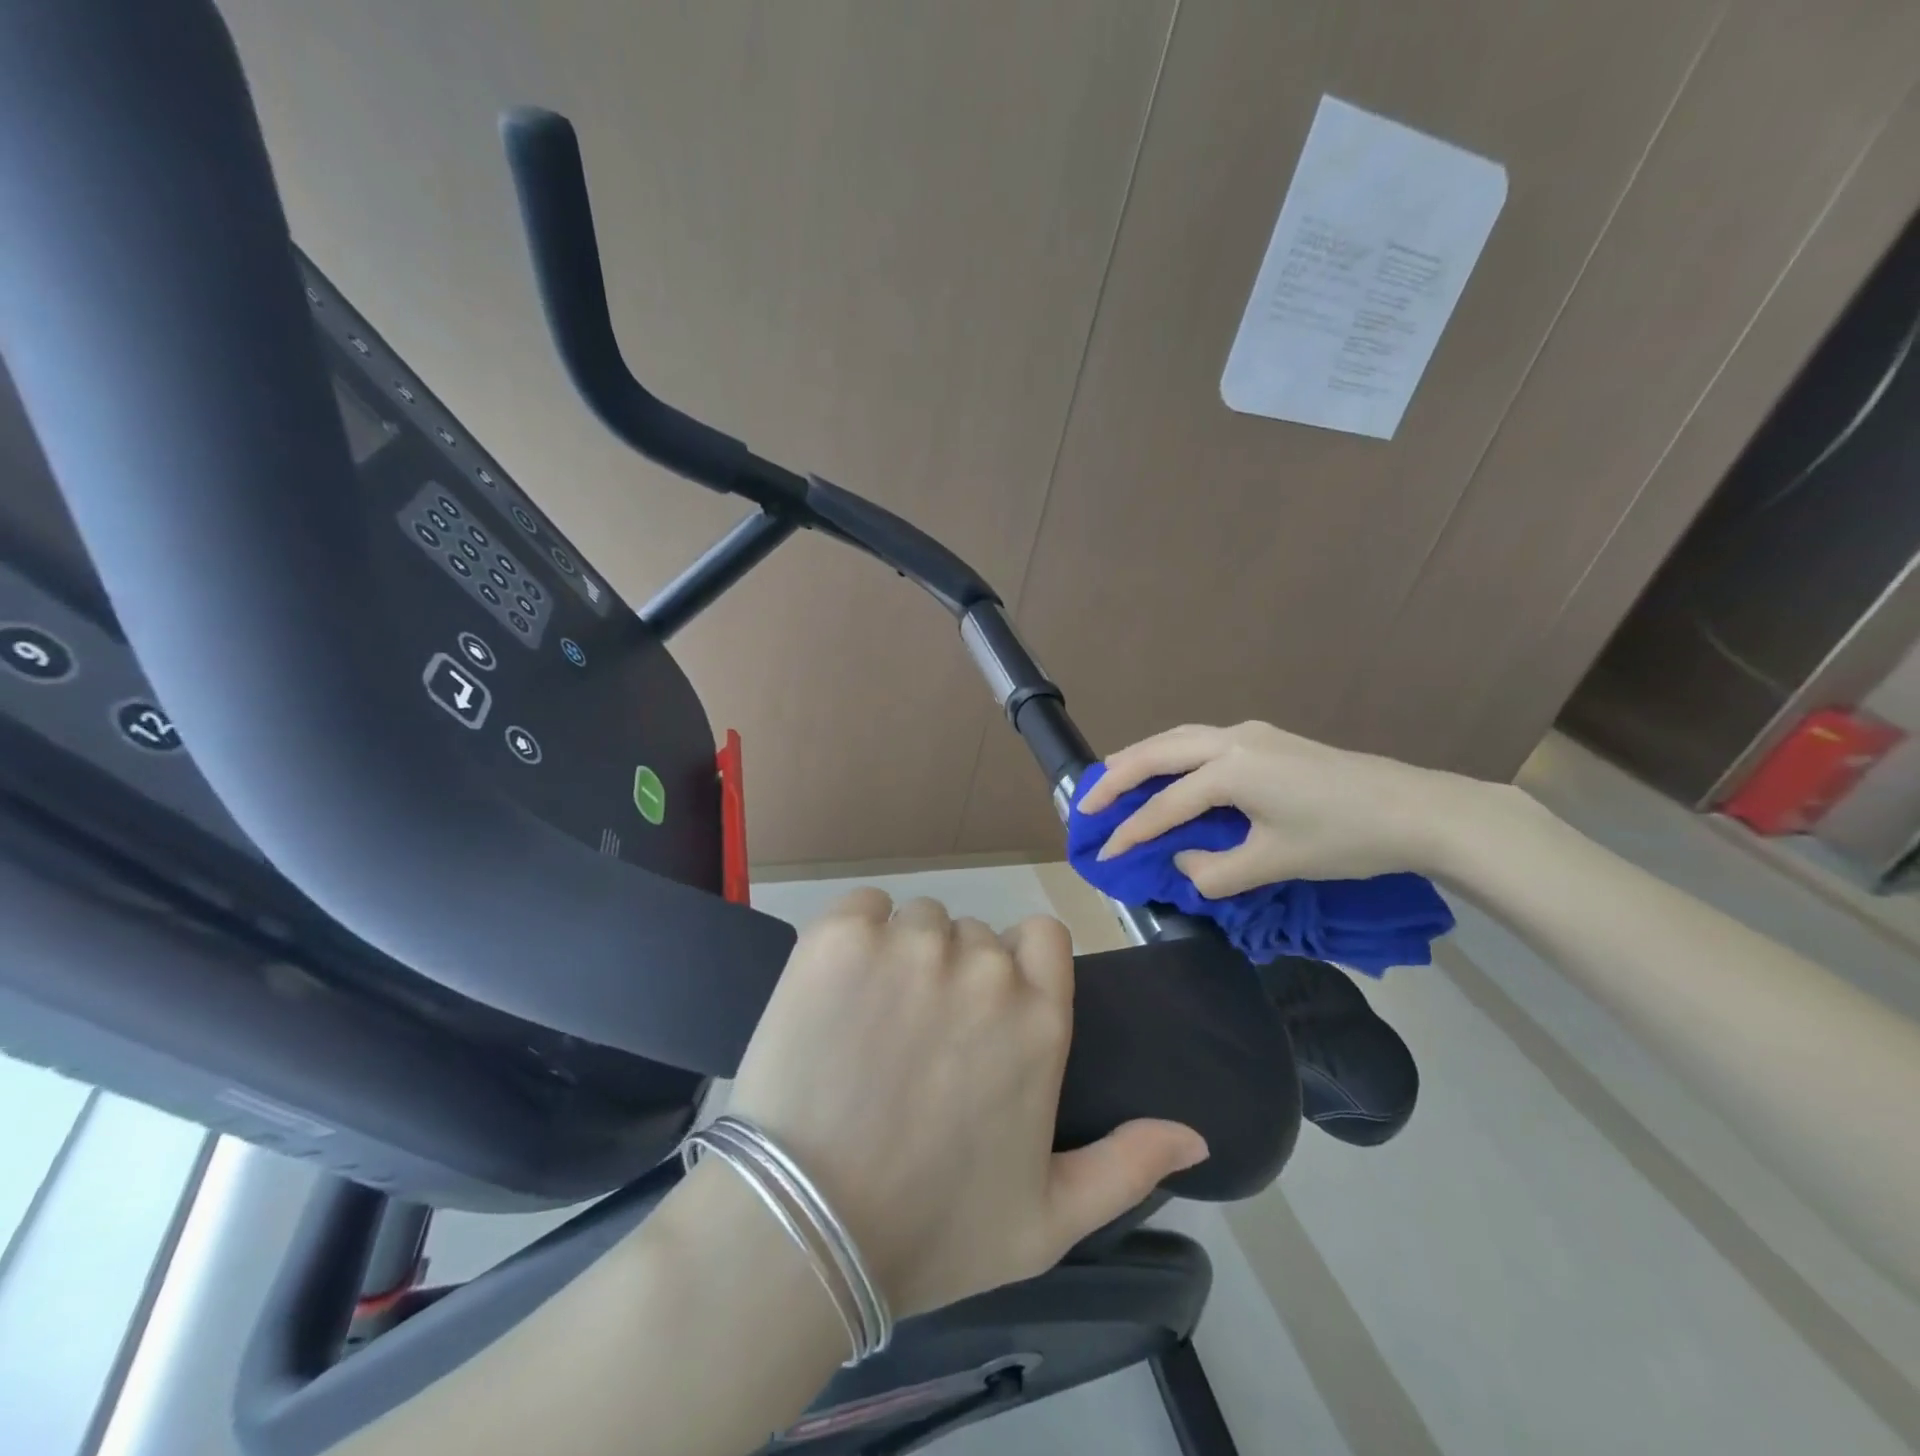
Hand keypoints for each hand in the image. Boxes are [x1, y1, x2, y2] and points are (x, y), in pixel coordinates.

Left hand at [725, 889, 1207, 1319]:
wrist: (804, 1231)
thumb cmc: (930, 1231)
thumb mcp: (1047, 1221)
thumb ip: (1127, 1166)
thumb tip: (1196, 1136)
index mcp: (1039, 1019)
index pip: (1043, 936)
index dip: (1016, 963)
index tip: (985, 1010)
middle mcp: (984, 969)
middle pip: (972, 935)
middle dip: (951, 974)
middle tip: (913, 1042)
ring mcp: (910, 946)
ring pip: (918, 922)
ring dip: (902, 957)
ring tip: (869, 1027)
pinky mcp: (841, 937)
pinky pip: (864, 907)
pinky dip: (855, 936)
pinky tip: (836, 992)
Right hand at [1080, 721, 1501, 896]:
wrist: (1415, 810)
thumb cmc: (1344, 839)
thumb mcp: (1275, 863)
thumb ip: (1216, 871)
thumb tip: (1184, 864)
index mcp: (1231, 771)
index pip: (1166, 805)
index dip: (1132, 833)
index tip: (1104, 855)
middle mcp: (1232, 741)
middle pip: (1158, 752)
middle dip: (1116, 777)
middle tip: (1084, 803)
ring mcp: (1251, 734)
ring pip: (1178, 738)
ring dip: (1141, 758)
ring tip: (1110, 777)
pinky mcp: (1266, 738)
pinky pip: (1200, 740)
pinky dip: (1170, 754)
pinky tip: (1167, 770)